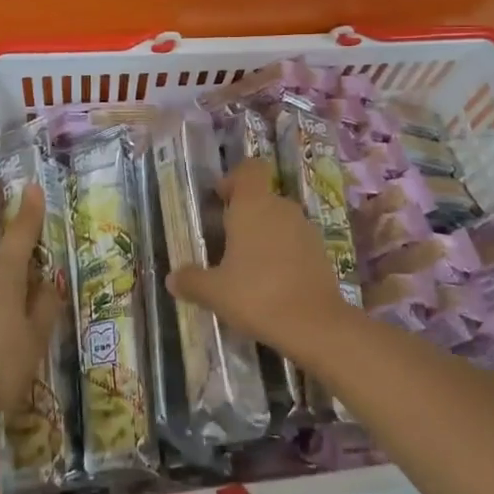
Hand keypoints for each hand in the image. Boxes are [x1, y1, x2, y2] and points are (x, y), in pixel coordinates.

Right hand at [167, 158, 351, 361]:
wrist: (315, 325)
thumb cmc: (257, 295)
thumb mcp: (214, 292)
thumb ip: (191, 281)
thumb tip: (171, 278)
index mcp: (253, 205)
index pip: (249, 169)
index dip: (234, 179)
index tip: (220, 200)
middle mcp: (281, 208)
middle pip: (262, 197)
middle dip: (244, 215)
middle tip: (225, 242)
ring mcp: (306, 229)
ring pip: (280, 221)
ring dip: (265, 236)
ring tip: (248, 267)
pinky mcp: (321, 252)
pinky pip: (295, 242)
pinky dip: (283, 254)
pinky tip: (272, 283)